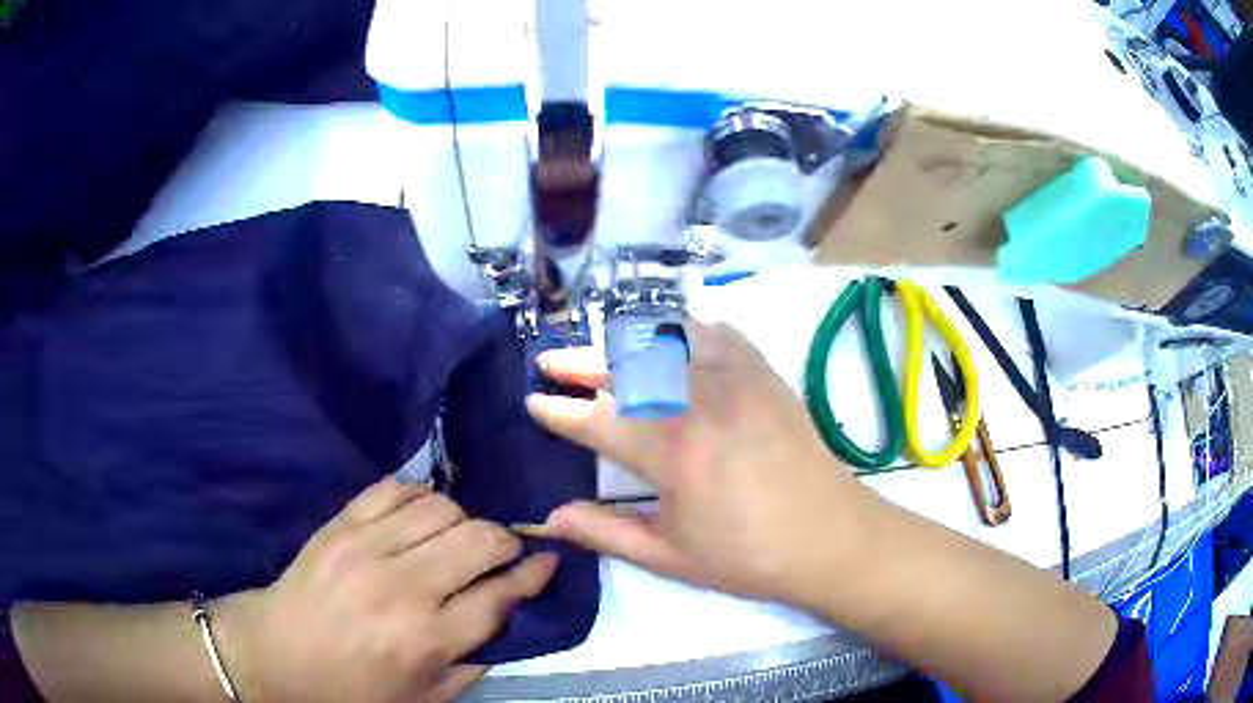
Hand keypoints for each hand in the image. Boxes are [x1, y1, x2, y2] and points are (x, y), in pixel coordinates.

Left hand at [215, 480, 557, 702]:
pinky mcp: (341, 523)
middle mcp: (403, 588)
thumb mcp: (423, 698)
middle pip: (479, 541)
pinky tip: (423, 514)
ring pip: (443, 508)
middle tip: (503, 552)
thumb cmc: (353, 688)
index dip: (533, 575)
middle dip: (506, 542)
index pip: (500, 595)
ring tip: (459, 537)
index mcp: (426, 639)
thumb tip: (508, 618)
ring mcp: (367, 547)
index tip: (547, 562)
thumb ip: (474, 663)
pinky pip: (395, 488)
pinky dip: (421, 495)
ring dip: (465, 520)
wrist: (278, 654)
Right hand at [526, 321, 869, 606]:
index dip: (559, 411)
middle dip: (580, 362)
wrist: (830, 537)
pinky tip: (669, 342)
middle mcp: (699, 402)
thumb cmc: (748, 557)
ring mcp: (736, 379)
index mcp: (673, 453)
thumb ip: (606, 533)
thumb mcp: (670, 557)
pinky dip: (684, 330)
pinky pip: (716, 333)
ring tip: (601, 350)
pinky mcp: (764, 373)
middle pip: (625, 367)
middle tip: (550, 363)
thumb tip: (549, 518)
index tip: (533, 402)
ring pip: (666, 340)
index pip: (597, 419)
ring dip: (625, 341)